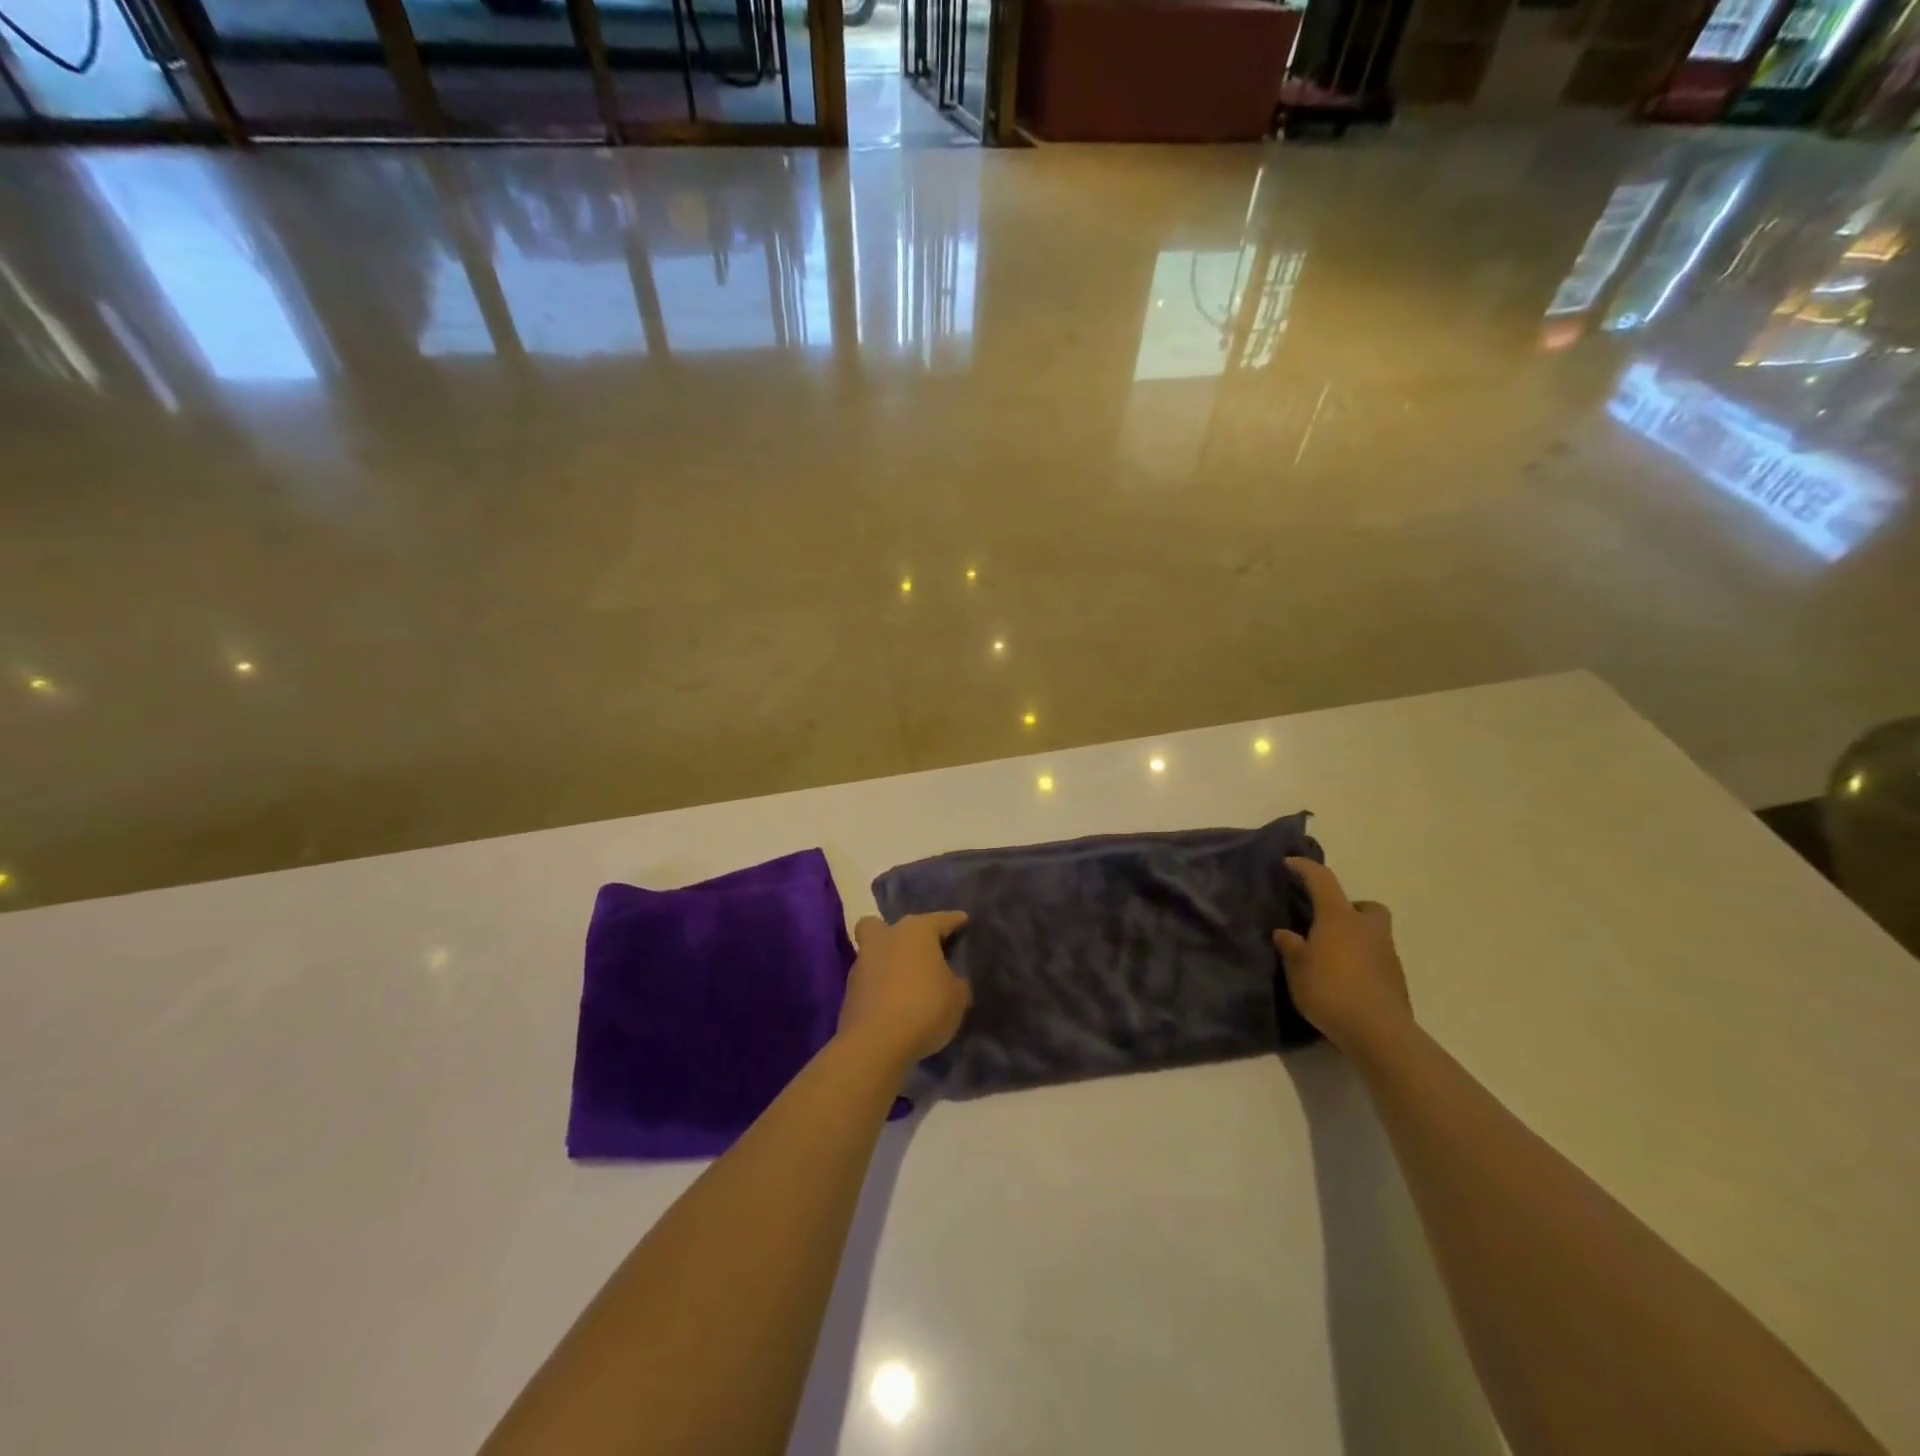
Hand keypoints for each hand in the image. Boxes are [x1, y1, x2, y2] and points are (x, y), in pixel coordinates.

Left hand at [838, 911, 970, 1066]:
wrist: (875, 1043)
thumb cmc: (925, 1007)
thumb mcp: (958, 996)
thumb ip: (956, 981)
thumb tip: (950, 979)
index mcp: (916, 930)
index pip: (941, 919)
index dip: (955, 921)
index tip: (964, 921)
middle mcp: (885, 938)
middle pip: (887, 926)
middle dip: (900, 934)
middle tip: (918, 952)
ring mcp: (862, 964)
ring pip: (875, 952)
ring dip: (889, 963)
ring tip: (909, 983)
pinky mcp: (849, 991)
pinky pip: (870, 981)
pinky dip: (881, 988)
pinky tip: (896, 1003)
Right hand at [1273, 858, 1411, 1056]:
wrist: (1379, 1032)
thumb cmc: (1330, 990)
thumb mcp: (1297, 969)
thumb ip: (1290, 947)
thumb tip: (1285, 933)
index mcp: (1339, 918)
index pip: (1322, 880)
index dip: (1305, 868)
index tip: (1289, 864)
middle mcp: (1367, 929)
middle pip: (1366, 906)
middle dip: (1350, 909)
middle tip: (1328, 923)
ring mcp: (1387, 954)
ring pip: (1373, 934)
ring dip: (1356, 939)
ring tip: (1331, 959)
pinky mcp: (1396, 980)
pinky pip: (1377, 960)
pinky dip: (1363, 963)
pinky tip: (1345, 982)